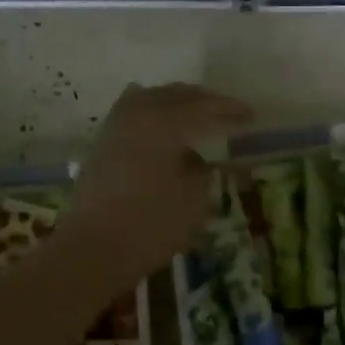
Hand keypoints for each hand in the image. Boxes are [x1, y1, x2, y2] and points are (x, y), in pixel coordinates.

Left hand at [63, 83, 252, 281]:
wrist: (94, 249)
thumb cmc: (152, 224)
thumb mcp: (194, 199)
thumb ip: (203, 171)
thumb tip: (200, 160)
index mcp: (164, 121)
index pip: (204, 107)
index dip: (230, 110)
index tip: (251, 115)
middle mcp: (137, 113)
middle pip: (176, 96)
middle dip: (204, 101)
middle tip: (228, 113)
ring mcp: (115, 126)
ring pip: (151, 99)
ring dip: (176, 103)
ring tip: (197, 115)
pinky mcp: (102, 144)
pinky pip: (132, 113)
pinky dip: (152, 112)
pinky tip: (160, 122)